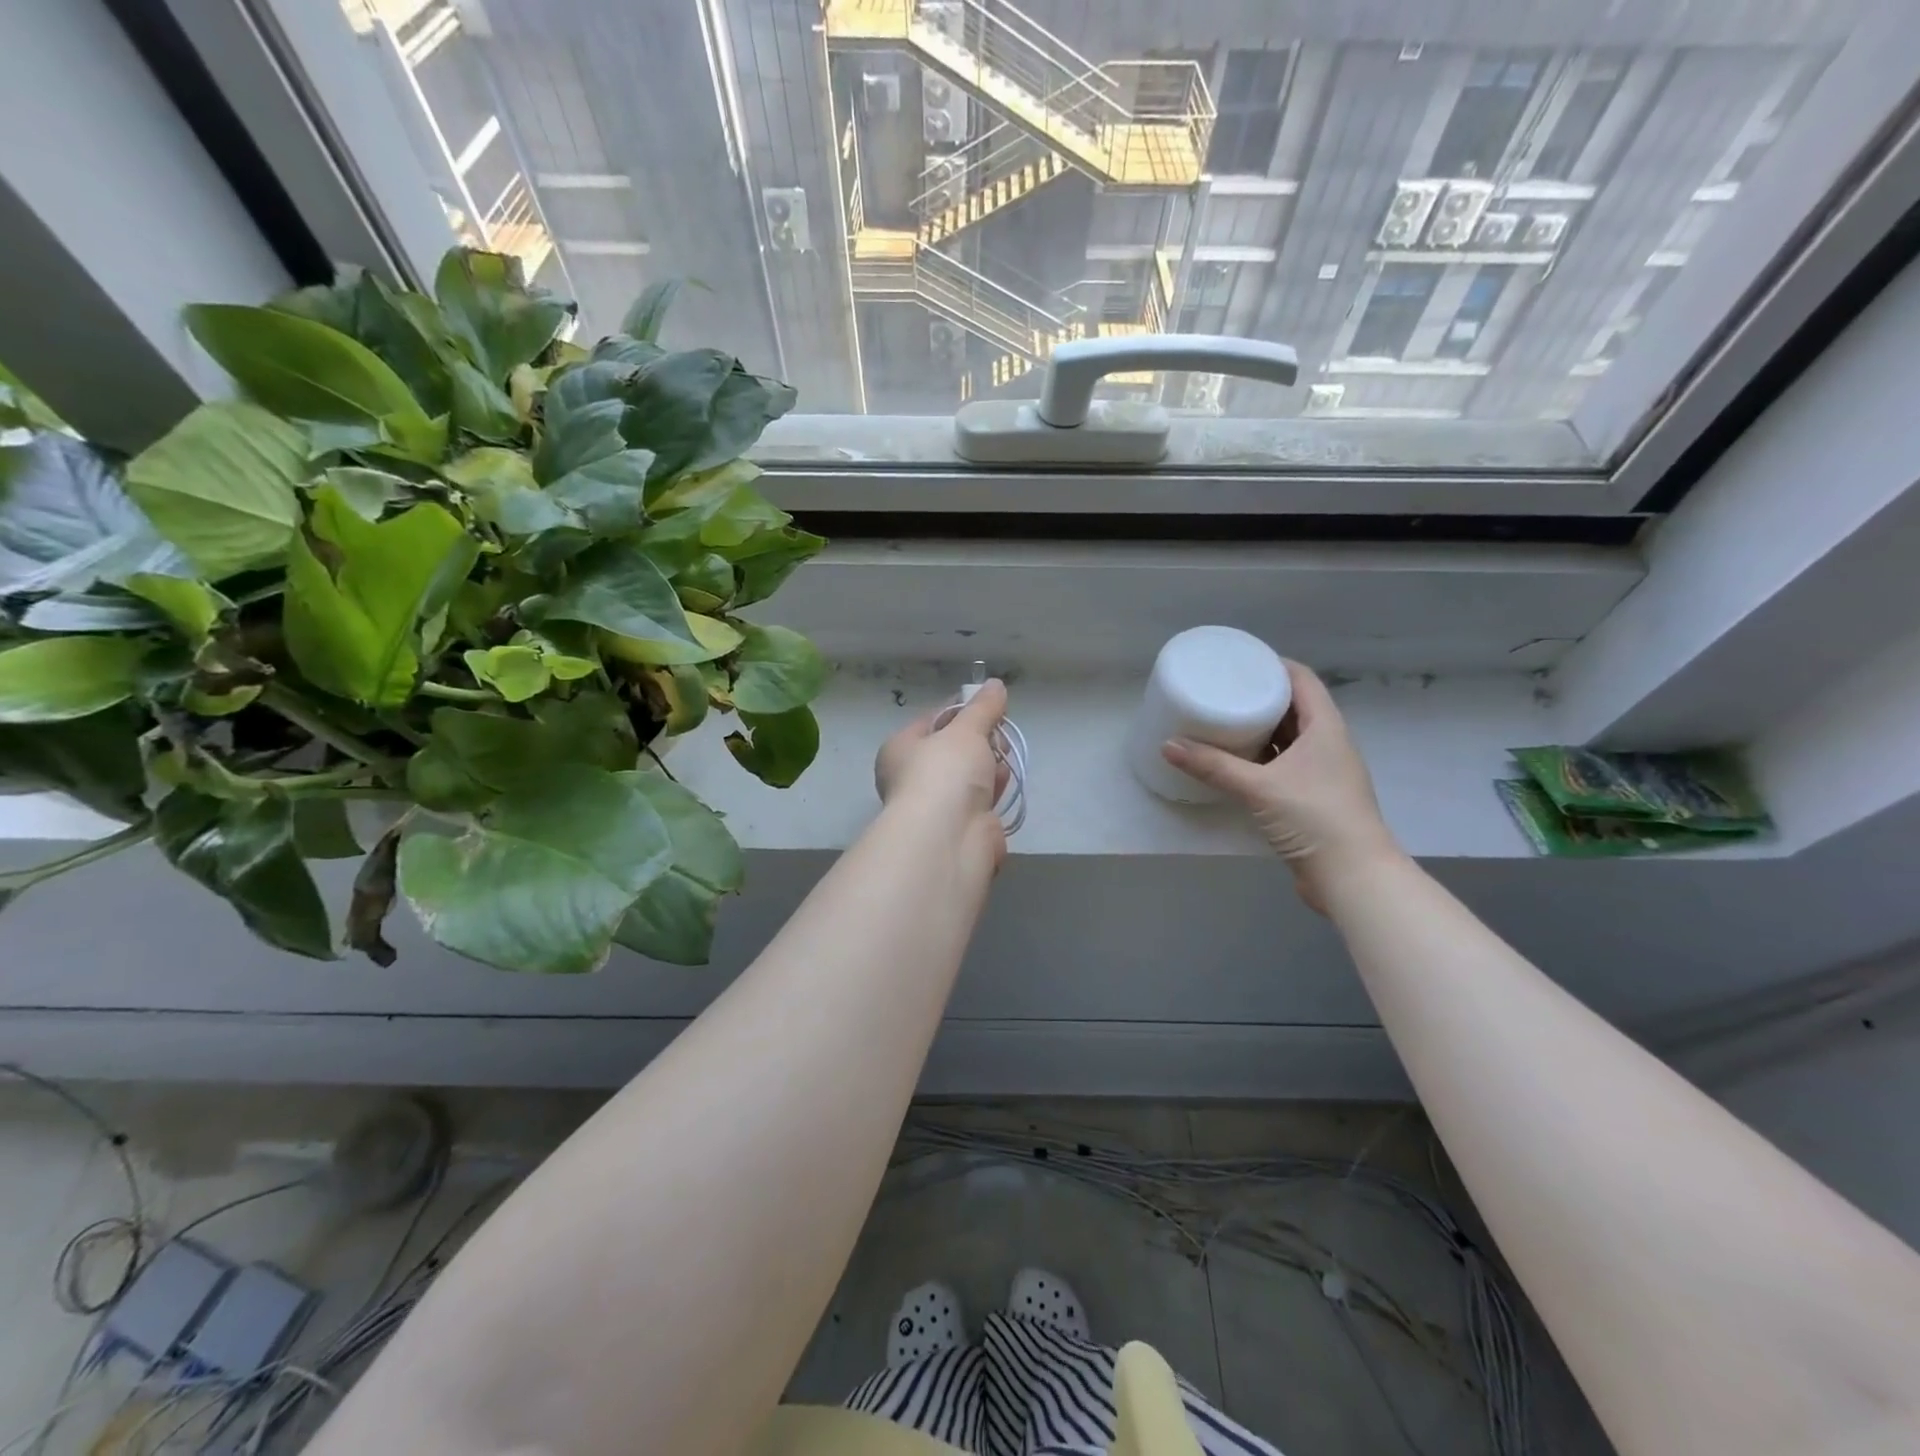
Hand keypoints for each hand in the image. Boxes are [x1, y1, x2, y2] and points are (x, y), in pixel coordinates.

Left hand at [874, 679, 1011, 867]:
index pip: (931, 721)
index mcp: (900, 749)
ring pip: (966, 777)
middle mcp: (911, 778)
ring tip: (1006, 752)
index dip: (959, 710)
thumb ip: (983, 708)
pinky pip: (979, 800)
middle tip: (999, 730)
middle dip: (978, 739)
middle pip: (951, 750)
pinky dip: (993, 789)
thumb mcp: (966, 730)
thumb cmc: (945, 772)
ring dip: (988, 764)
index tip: (986, 704)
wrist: (949, 837)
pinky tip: (1006, 778)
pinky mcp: (959, 828)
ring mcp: (935, 806)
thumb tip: (995, 684)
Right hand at [1162, 661, 1402, 912]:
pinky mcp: (1313, 798)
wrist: (1352, 876)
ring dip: (1261, 730)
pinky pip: (1284, 765)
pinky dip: (1262, 759)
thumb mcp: (1258, 787)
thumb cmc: (1313, 816)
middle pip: (1295, 707)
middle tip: (1223, 690)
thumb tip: (1168, 745)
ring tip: (1224, 721)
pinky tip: (1236, 763)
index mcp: (1325, 727)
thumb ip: (1212, 765)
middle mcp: (1328, 744)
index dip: (1274, 665)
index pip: (1303, 680)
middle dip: (1261, 697)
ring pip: (1289, 739)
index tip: (1240, 661)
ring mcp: (1323, 773)